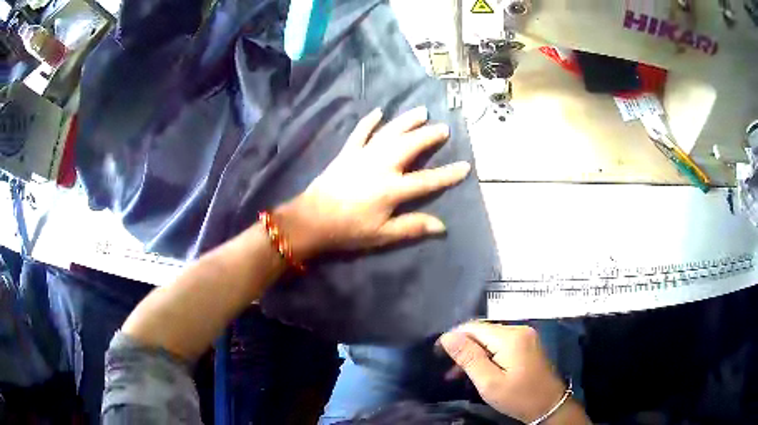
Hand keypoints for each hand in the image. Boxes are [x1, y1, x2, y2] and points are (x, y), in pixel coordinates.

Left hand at [275, 107, 470, 259]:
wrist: (312, 220)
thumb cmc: (348, 230)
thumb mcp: (382, 235)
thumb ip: (412, 227)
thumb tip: (442, 226)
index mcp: (391, 189)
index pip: (427, 181)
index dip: (448, 174)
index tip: (465, 166)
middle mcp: (381, 166)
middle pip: (410, 146)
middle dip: (429, 136)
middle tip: (444, 128)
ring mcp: (363, 156)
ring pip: (389, 133)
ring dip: (406, 121)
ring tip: (422, 112)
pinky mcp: (347, 153)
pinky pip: (360, 133)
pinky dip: (370, 122)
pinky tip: (379, 112)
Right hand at [439, 322, 569, 423]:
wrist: (549, 405)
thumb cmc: (518, 397)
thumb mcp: (489, 382)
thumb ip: (469, 357)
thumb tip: (448, 337)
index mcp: (510, 337)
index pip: (473, 327)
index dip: (454, 338)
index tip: (438, 354)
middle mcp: (519, 329)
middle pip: (482, 331)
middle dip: (463, 348)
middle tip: (449, 370)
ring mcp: (525, 336)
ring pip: (490, 338)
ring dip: (474, 353)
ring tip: (458, 373)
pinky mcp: (527, 344)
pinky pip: (500, 344)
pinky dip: (487, 355)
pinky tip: (479, 369)